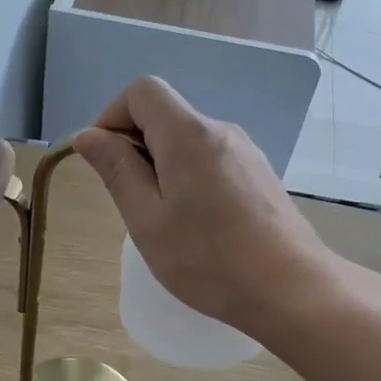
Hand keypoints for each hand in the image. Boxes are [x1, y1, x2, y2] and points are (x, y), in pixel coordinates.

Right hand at [74, 78, 333, 333]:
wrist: (291, 289)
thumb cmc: (208, 259)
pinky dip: (190, 177)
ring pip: (188, 140)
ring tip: (164, 220)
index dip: (113, 116)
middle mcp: (220, 131)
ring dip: (163, 166)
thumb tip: (88, 135)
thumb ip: (117, 171)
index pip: (142, 91)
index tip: (105, 160)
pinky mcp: (260, 175)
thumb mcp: (147, 220)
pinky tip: (197, 224)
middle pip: (166, 115)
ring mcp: (246, 152)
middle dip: (136, 147)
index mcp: (188, 135)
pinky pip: (212, 159)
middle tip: (132, 202)